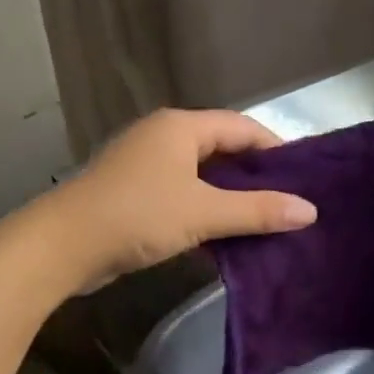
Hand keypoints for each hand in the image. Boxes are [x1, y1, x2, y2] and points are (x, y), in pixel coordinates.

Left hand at [48, 108, 316, 288]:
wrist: (63, 245)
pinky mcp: (134, 194)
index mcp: (181, 127)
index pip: (242, 127)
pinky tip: (225, 237)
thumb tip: (310, 211)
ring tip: (265, 222)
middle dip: (255, 177)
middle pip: (222, 150)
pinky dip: (206, 211)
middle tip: (290, 204)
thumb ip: (257, 211)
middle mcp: (163, 137)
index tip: (305, 178)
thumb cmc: (137, 216)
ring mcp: (145, 166)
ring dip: (231, 198)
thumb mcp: (203, 213)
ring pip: (202, 176)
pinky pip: (182, 196)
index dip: (276, 150)